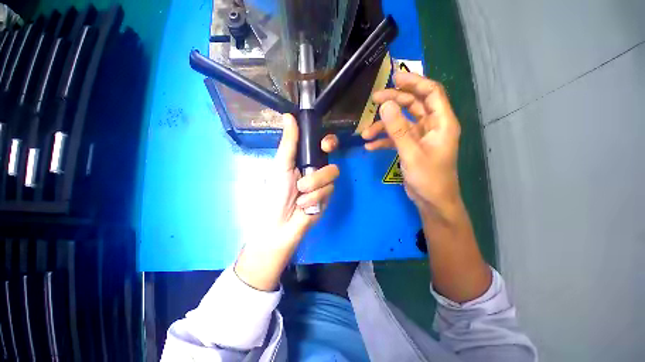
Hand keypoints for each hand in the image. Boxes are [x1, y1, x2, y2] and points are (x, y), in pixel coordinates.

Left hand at [270, 113, 339, 243]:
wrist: (279, 225)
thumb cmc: (275, 193)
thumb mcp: (281, 166)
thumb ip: (289, 143)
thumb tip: (289, 115)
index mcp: (304, 160)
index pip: (323, 146)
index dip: (329, 142)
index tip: (325, 145)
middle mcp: (316, 170)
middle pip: (331, 162)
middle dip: (319, 171)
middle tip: (308, 174)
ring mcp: (323, 185)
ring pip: (332, 176)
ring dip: (313, 186)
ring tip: (300, 196)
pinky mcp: (327, 198)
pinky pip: (328, 191)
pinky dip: (314, 198)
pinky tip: (304, 206)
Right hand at [362, 72, 460, 220]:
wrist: (432, 201)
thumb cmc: (429, 178)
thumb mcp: (411, 153)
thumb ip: (398, 129)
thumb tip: (385, 105)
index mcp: (441, 122)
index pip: (431, 92)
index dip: (415, 81)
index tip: (394, 78)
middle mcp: (432, 126)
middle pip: (413, 105)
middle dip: (393, 102)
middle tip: (373, 100)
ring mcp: (420, 137)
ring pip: (401, 122)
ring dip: (383, 126)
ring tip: (365, 133)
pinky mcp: (411, 147)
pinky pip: (396, 138)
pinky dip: (384, 141)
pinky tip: (370, 147)